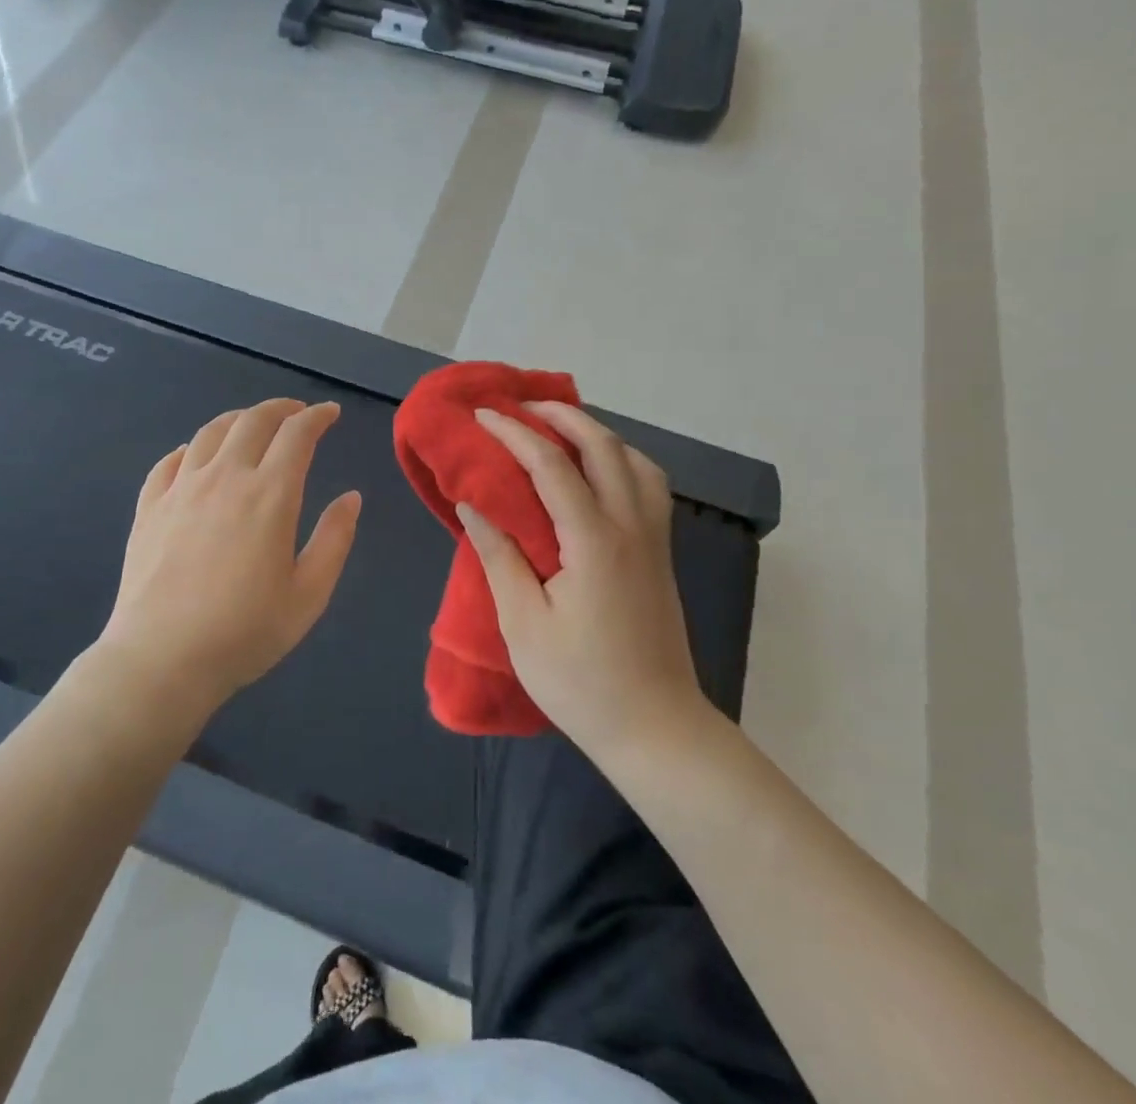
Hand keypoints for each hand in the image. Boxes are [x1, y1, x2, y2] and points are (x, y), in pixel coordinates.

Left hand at [94, 400, 361, 718]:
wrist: (161, 660)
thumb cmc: (245, 631)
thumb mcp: (309, 594)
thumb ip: (334, 539)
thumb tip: (351, 497)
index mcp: (269, 494)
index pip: (297, 434)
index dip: (317, 417)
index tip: (330, 414)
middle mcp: (225, 477)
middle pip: (253, 421)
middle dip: (280, 409)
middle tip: (296, 413)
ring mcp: (181, 489)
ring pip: (210, 432)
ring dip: (238, 420)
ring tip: (251, 425)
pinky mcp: (149, 507)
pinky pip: (169, 461)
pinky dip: (190, 448)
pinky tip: (194, 456)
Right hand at [458, 403, 703, 759]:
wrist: (655, 728)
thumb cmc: (581, 681)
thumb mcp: (523, 623)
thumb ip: (499, 556)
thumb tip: (473, 503)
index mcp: (593, 541)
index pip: (551, 464)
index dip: (514, 433)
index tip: (483, 416)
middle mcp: (631, 525)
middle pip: (603, 445)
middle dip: (561, 415)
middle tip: (523, 406)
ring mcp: (654, 538)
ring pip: (635, 460)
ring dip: (597, 433)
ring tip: (561, 431)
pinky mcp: (661, 553)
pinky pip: (648, 485)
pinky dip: (622, 460)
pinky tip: (599, 473)